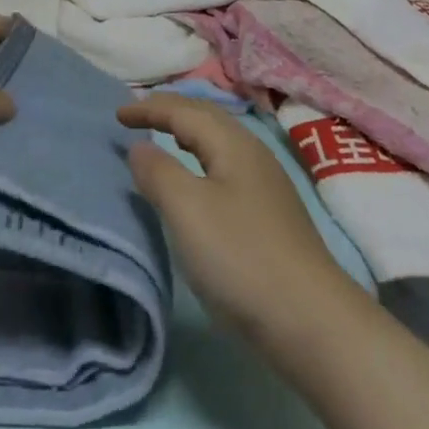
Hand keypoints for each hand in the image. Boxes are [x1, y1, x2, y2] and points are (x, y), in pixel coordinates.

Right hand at [118, 94, 362, 350]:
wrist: (311, 320)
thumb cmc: (241, 257)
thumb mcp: (187, 210)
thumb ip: (158, 172)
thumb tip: (140, 146)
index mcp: (233, 143)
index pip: (184, 110)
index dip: (149, 108)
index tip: (117, 115)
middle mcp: (252, 153)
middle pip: (207, 117)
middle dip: (171, 111)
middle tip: (139, 117)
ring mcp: (266, 184)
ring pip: (220, 142)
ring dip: (189, 133)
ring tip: (165, 139)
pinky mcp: (272, 214)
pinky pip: (226, 166)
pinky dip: (202, 159)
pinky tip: (199, 183)